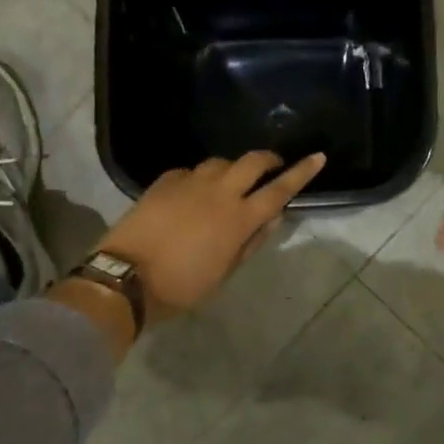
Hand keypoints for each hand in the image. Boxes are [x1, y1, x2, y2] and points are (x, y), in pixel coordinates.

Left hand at [98, 152, 327, 322]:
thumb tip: (271, 219)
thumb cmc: (181, 286)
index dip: (302, 172)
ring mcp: (189, 182)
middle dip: (269, 159)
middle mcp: (219, 192)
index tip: (318, 157)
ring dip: (232, 169)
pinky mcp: (164, 182)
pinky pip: (190, 171)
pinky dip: (199, 178)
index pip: (279, 190)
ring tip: (229, 184)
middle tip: (273, 167)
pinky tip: (192, 192)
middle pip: (252, 161)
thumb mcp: (224, 273)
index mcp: (239, 219)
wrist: (126, 277)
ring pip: (220, 162)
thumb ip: (250, 243)